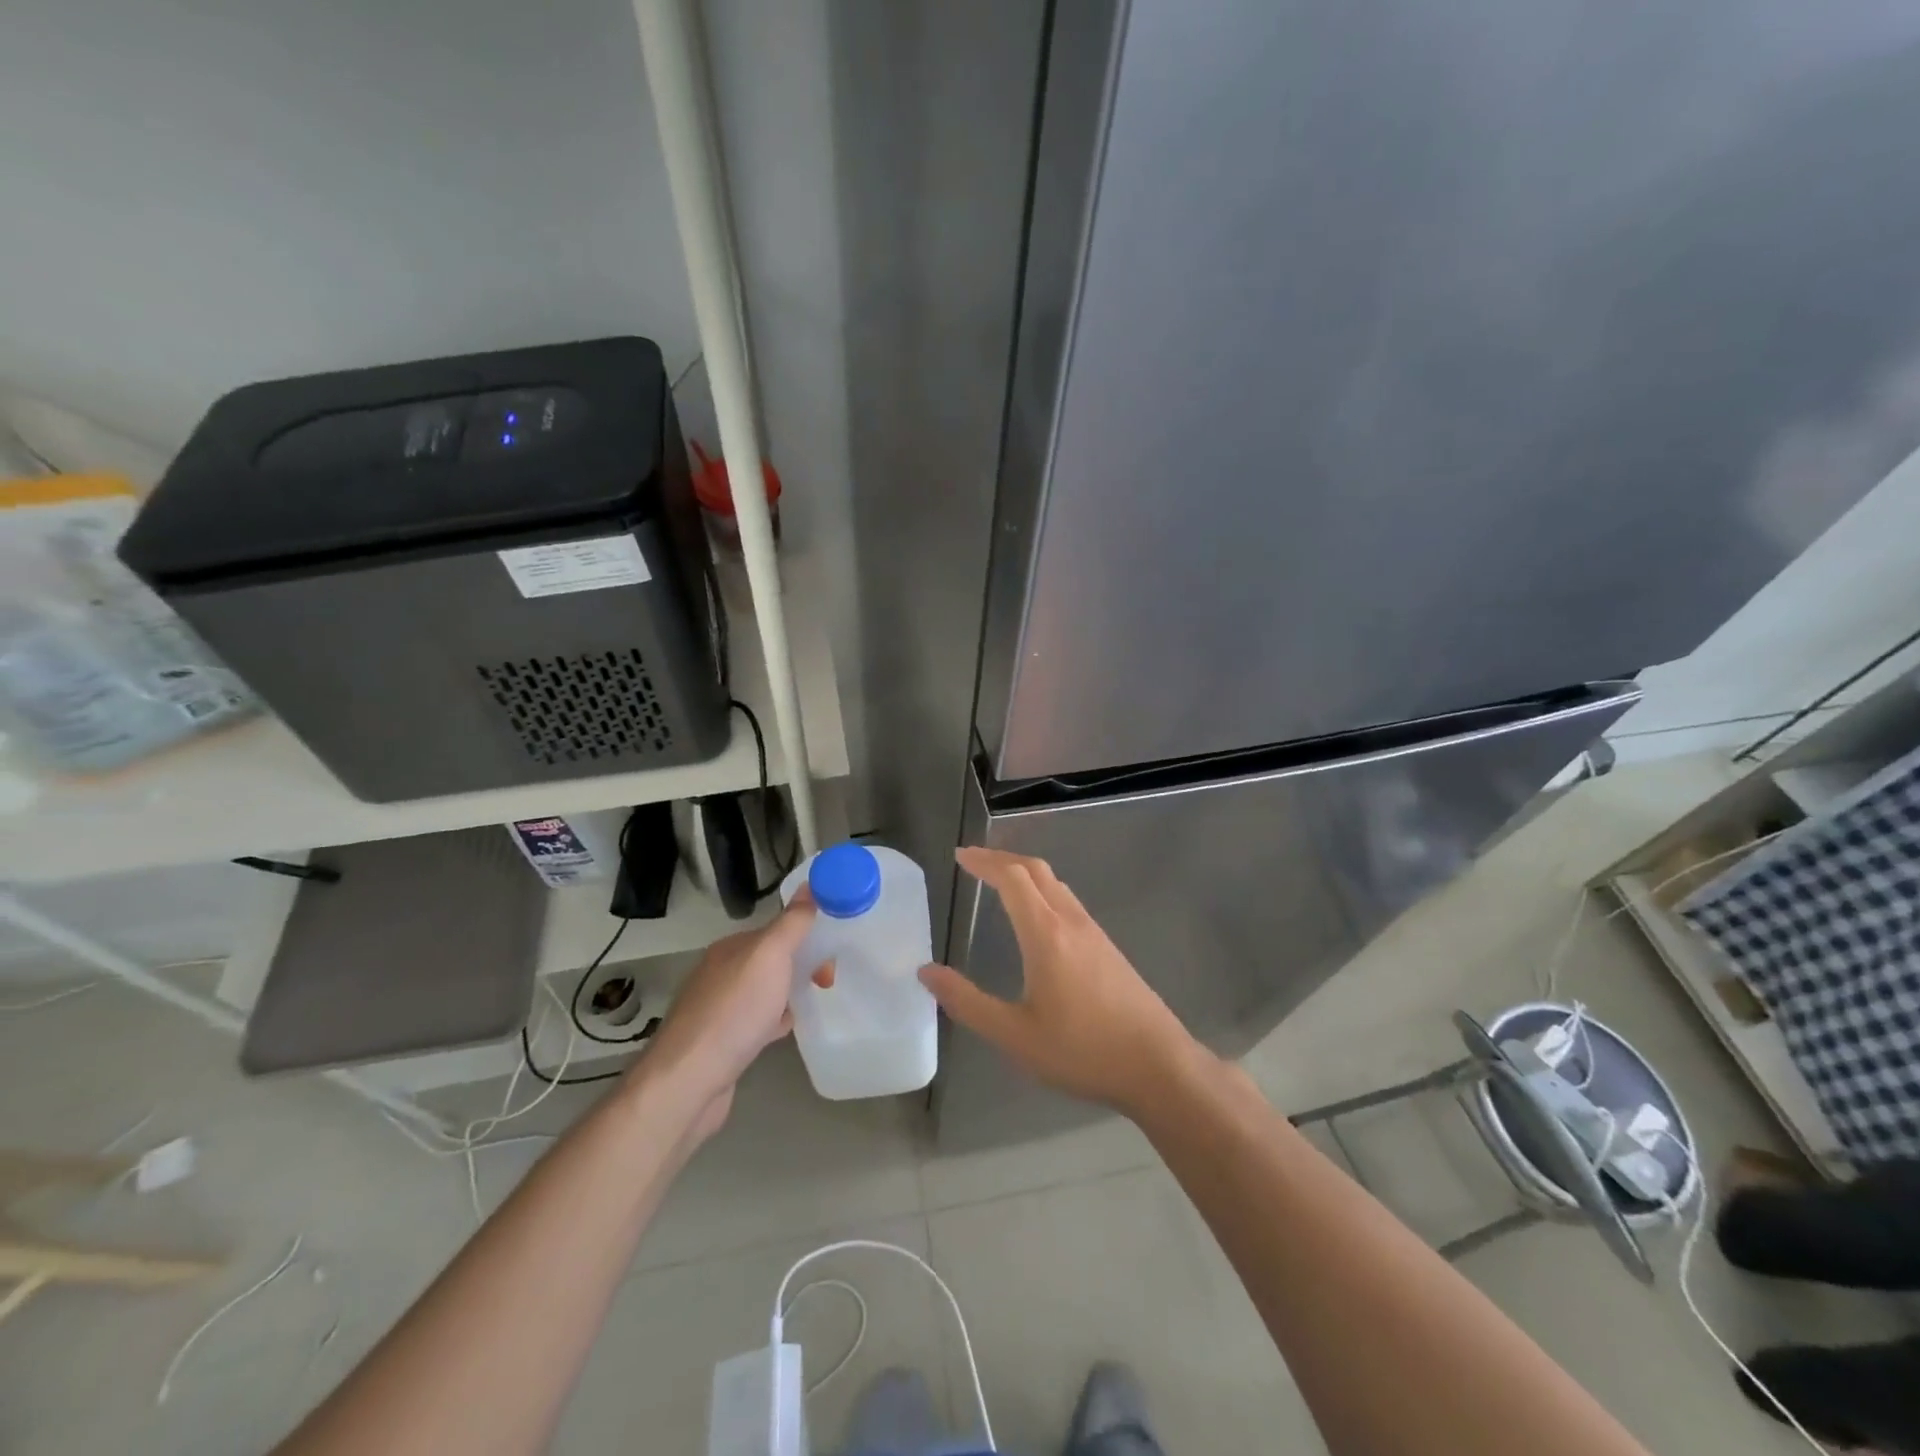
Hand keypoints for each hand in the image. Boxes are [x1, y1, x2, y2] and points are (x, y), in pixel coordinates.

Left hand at [643, 895, 816, 1121]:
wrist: (689, 1081)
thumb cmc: (734, 1012)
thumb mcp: (770, 956)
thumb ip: (792, 922)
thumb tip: (811, 884)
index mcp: (731, 948)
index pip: (777, 930)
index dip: (807, 936)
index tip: (831, 956)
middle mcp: (721, 972)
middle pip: (772, 959)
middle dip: (802, 965)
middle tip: (826, 983)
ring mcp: (719, 1008)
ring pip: (766, 990)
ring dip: (789, 993)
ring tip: (811, 1004)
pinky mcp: (721, 1042)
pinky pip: (757, 1021)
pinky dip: (775, 1021)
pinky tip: (785, 1032)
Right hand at [919, 846, 1200, 1116]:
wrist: (1158, 1065)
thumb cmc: (1082, 1051)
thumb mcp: (1014, 1035)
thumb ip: (967, 1002)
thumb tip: (926, 972)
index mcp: (1046, 934)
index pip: (1012, 878)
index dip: (984, 862)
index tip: (959, 856)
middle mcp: (1071, 922)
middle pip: (1035, 870)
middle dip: (1002, 859)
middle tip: (973, 860)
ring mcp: (1094, 932)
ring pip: (1055, 884)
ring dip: (1024, 873)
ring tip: (999, 881)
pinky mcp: (1108, 948)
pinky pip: (1068, 901)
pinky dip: (1043, 890)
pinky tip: (1037, 917)